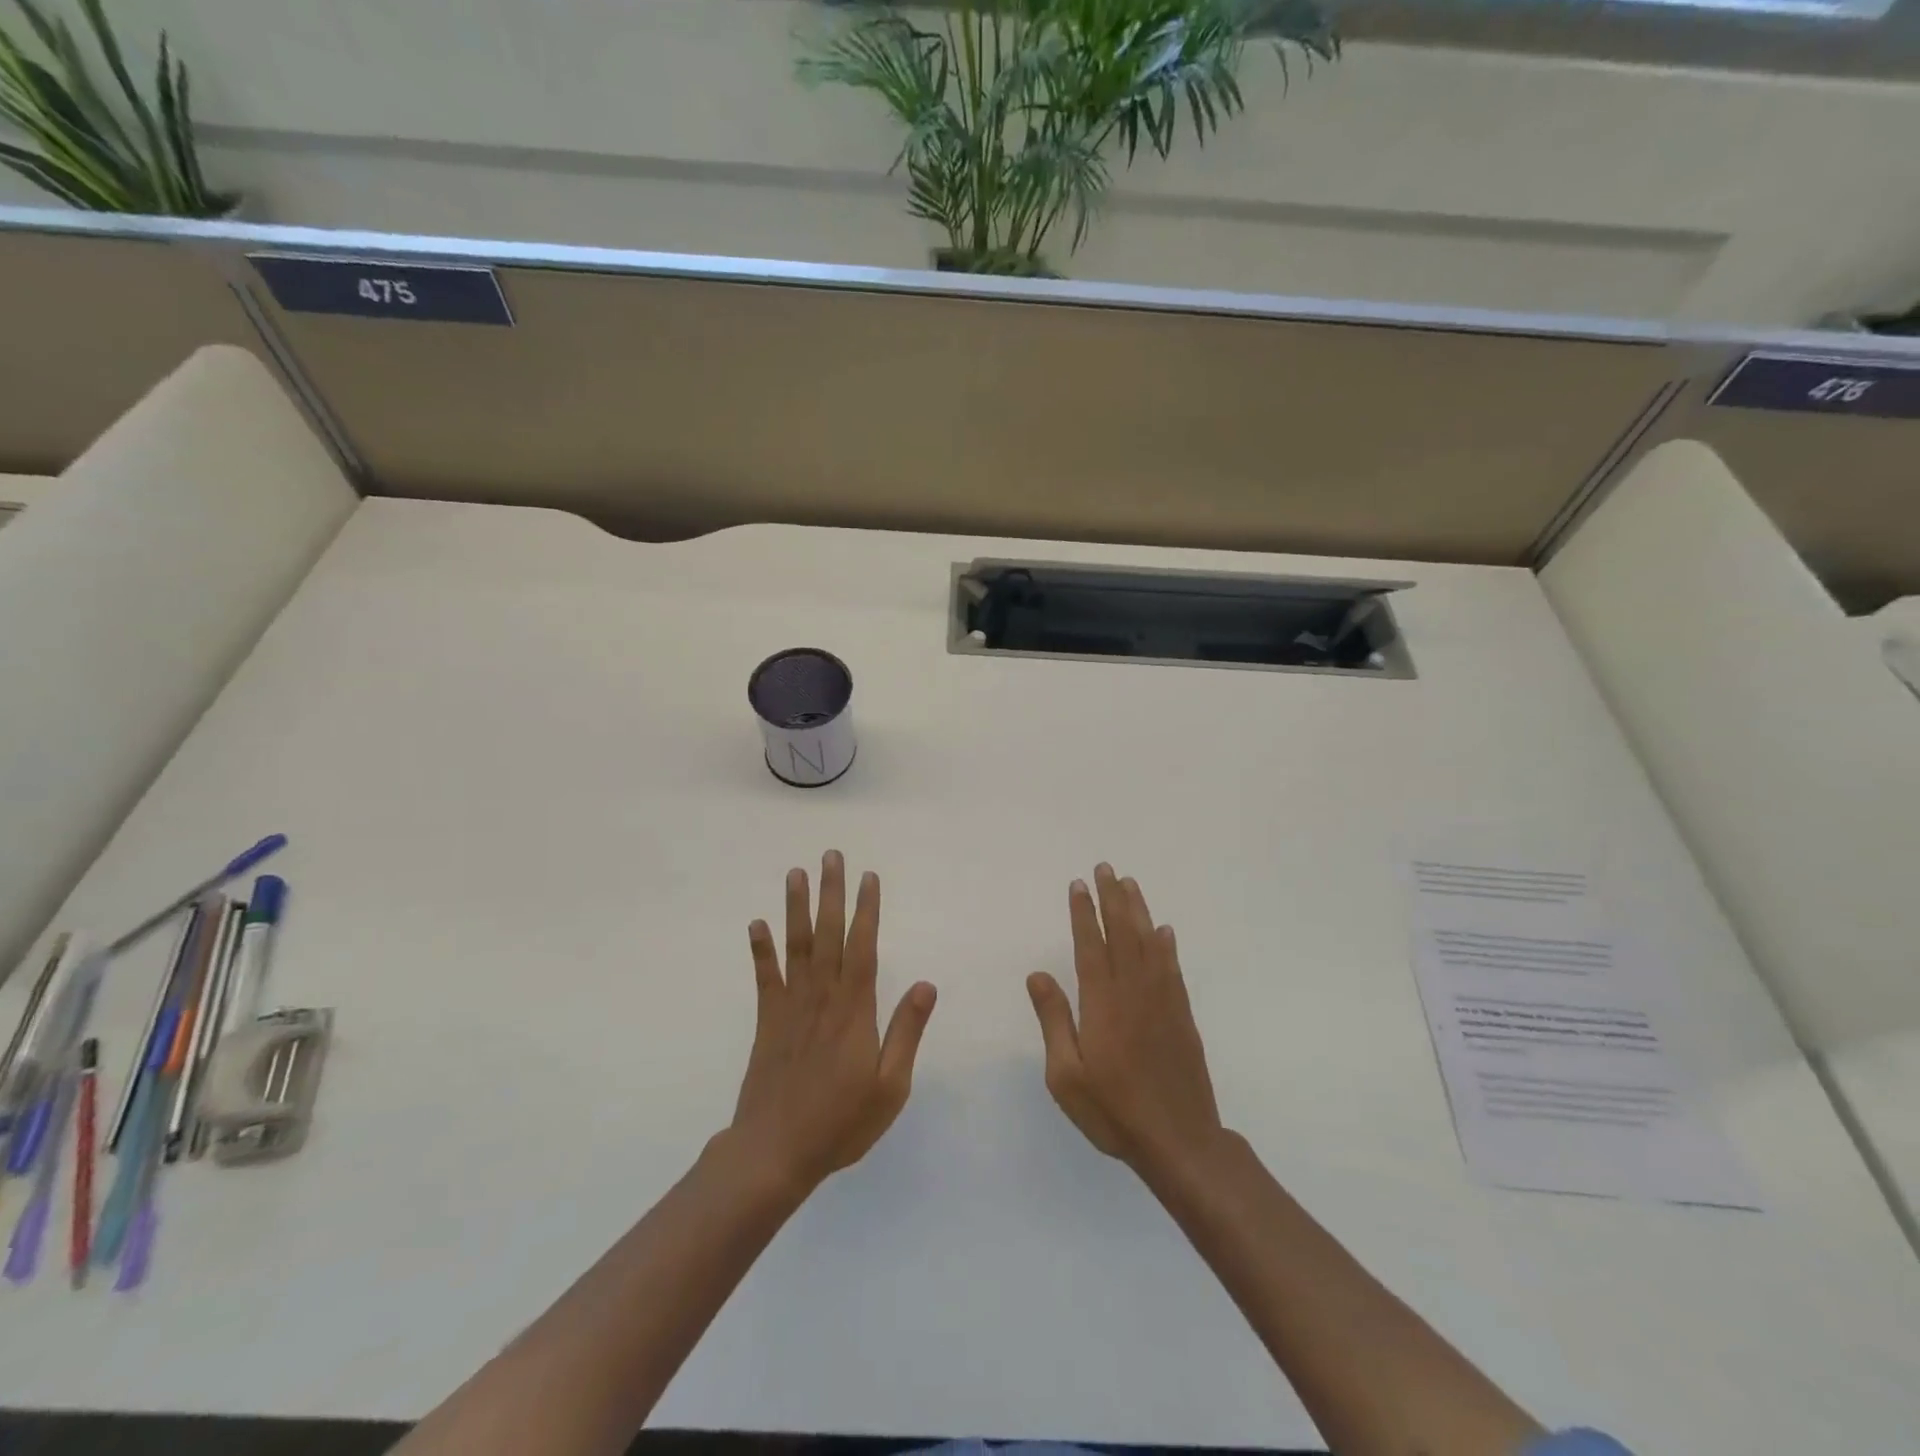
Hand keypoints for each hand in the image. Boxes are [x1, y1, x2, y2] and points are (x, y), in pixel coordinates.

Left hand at [729, 851, 937, 1194]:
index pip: (864, 946)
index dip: (867, 909)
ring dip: (796, 907)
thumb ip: (907, 1031)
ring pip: (796, 946)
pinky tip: (756, 923)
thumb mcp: (891, 1086)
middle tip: (831, 855)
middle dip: (831, 892)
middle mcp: (822, 997)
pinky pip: (764, 977)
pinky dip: (760, 949)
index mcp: (855, 1010)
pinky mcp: (766, 1021)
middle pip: (828, 934)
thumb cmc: (841, 1122)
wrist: (775, 1152)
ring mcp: (791, 1006)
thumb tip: (928, 984)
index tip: (869, 877)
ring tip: (796, 873)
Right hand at [1027, 864, 1224, 1176]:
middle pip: (1122, 933)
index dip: (1083, 912)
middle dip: (1111, 898)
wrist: (1179, 1140)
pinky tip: (1164, 930)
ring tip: (1130, 884)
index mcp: (1102, 1002)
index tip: (1078, 884)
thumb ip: (1053, 1020)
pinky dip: (1166, 944)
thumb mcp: (1065, 1075)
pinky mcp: (1182, 1015)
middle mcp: (1134, 991)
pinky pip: (1173, 968)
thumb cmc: (1113, 1110)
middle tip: (1105, 868)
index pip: (1090, 944)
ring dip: (1138, 910)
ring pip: (1149, 943)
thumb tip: (1037, 974)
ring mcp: (1163, 1001)